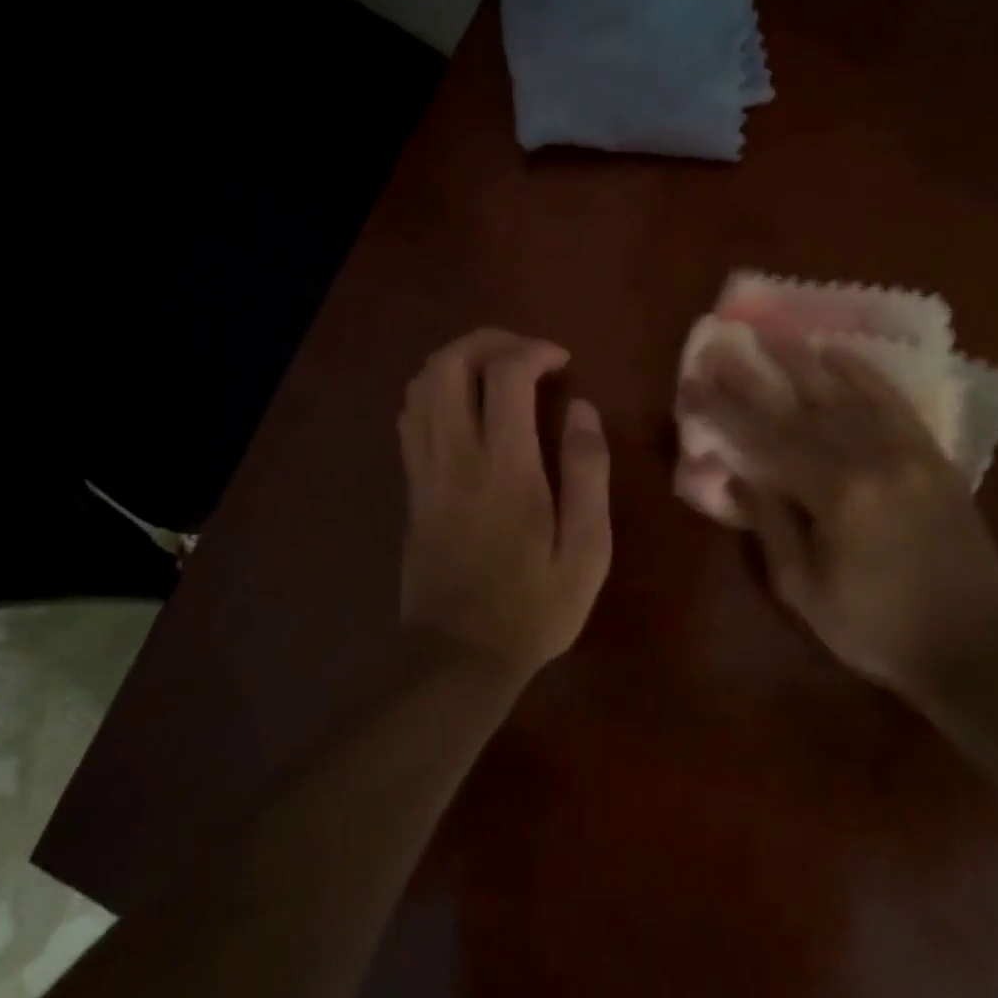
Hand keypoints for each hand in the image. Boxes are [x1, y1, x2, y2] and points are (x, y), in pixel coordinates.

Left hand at [397, 329, 612, 679]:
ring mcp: (425, 470)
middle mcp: (456, 455)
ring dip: (458, 360)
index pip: (505, 374)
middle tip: (525, 352)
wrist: (458, 656)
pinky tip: (465, 405)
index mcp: (505, 467)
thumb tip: (583, 409)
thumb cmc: (534, 607)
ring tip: (496, 370)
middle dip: (488, 340)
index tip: (562, 362)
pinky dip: (435, 391)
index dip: (534, 350)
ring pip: (422, 385)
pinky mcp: (412, 487)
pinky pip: (411, 417)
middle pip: (449, 364)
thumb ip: (586, 472)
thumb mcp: (586, 549)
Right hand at [684, 332, 997, 688]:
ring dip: (804, 360)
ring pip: (845, 393)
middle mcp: (871, 458)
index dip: (722, 411)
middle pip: (798, 408)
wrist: (977, 647)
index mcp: (836, 494)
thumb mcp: (804, 589)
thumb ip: (769, 525)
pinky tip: (838, 350)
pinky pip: (893, 402)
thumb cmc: (876, 628)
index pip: (763, 440)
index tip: (691, 384)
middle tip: (722, 345)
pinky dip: (863, 372)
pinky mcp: (932, 455)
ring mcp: (906, 451)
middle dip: (753, 376)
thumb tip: (736, 476)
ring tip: (773, 331)